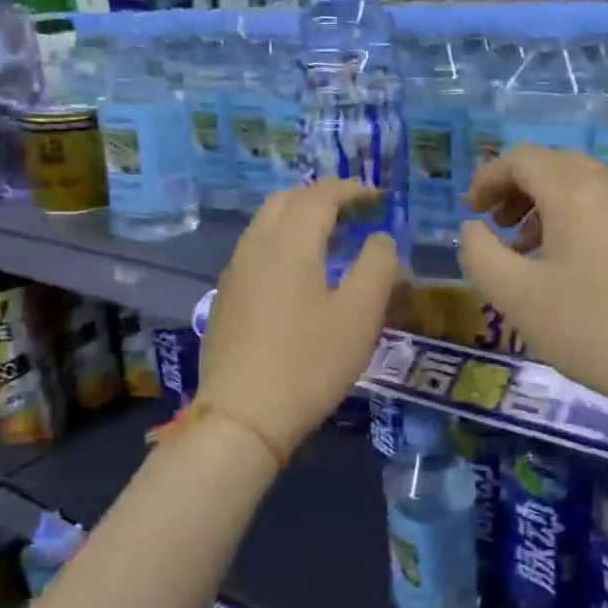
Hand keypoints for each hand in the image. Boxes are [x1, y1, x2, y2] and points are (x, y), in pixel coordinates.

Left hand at [199, 181, 399, 457]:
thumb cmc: (309, 362)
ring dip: (299, 220)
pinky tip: (299, 276)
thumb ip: (378, 266)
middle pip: (285, 201)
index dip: (350, 189)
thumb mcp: (361, 315)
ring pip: (266, 225)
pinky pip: (256, 251)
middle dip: (321, 197)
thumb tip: (380, 240)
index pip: (320, 196)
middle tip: (353, 213)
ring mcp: (235, 274)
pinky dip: (282, 243)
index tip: (377, 197)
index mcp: (290, 243)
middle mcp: (256, 247)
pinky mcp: (227, 300)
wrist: (242, 418)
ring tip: (331, 241)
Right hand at [458, 146, 607, 423]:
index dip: (488, 178)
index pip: (522, 158)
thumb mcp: (516, 296)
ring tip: (523, 249)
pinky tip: (565, 265)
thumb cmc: (592, 328)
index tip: (470, 211)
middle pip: (553, 165)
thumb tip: (473, 228)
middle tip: (493, 225)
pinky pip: (603, 208)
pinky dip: (572, 219)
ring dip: (543, 205)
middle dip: (515, 188)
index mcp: (574, 191)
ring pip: (581, 186)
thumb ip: (480, 254)